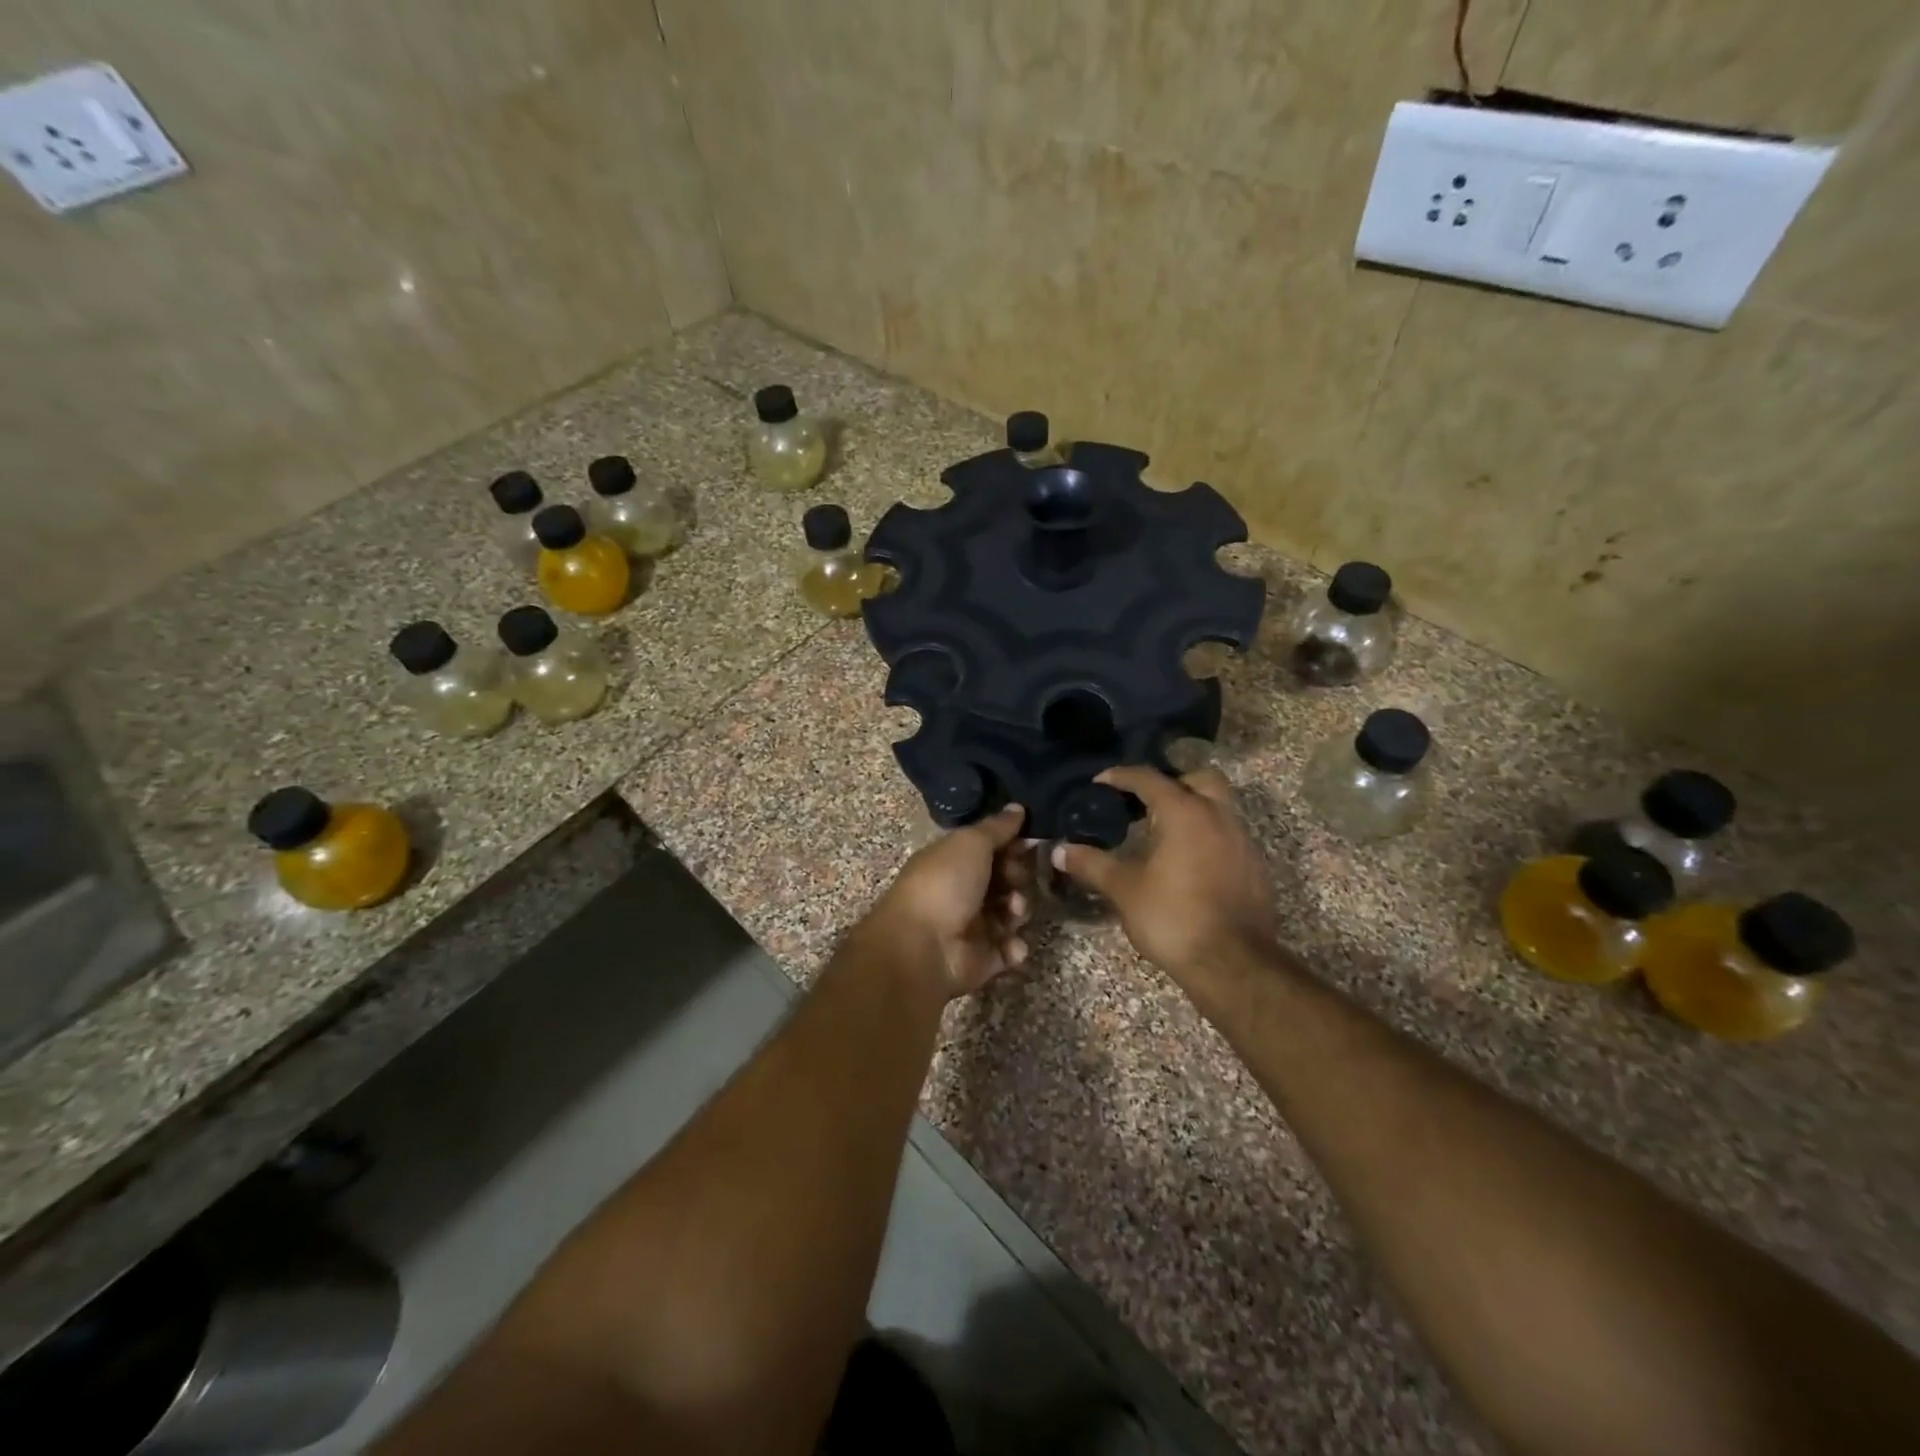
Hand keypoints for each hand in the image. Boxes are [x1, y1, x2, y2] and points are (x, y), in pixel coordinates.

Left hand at [869, 805, 1034, 998]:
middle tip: (1015, 879)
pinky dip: (1014, 947)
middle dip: (1018, 877)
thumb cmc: (944, 884)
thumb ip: (997, 827)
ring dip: (1019, 909)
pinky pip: (1009, 950)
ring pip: (1012, 913)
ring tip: (1012, 911)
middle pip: (1005, 879)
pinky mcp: (982, 960)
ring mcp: (972, 927)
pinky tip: (1010, 945)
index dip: (1012, 845)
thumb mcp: (970, 843)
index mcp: (953, 861)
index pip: (991, 848)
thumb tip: (1018, 807)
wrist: (921, 948)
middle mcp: (962, 891)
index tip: (1031, 842)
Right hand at [1053, 767, 1275, 981]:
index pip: (1150, 779)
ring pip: (1218, 808)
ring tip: (1163, 834)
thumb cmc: (1173, 918)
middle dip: (1172, 783)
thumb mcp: (1124, 890)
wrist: (1233, 964)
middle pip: (1199, 780)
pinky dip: (1208, 838)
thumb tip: (1060, 850)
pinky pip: (1229, 837)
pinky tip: (1188, 864)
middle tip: (1146, 803)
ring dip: (1192, 811)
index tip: (1101, 782)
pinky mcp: (1255, 868)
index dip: (1122, 776)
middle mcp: (1219, 817)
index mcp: (1185, 813)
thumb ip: (1092, 864)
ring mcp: (1242, 842)